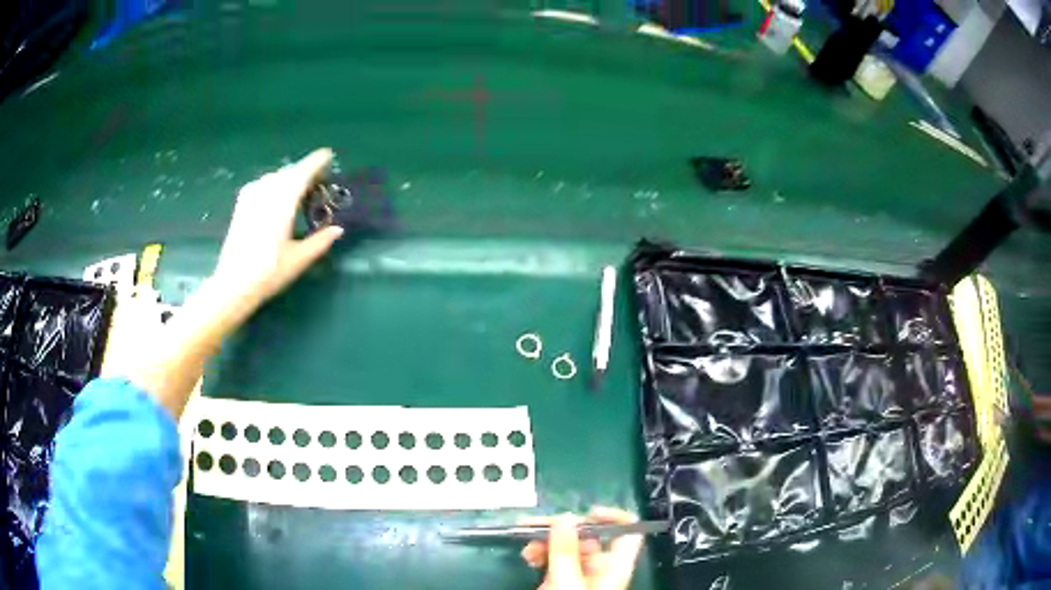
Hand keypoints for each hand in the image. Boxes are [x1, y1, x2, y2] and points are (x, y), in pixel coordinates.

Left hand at [212, 148, 343, 311]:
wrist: (233, 285)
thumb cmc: (269, 273)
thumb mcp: (299, 260)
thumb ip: (320, 241)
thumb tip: (338, 229)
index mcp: (283, 202)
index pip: (303, 172)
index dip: (316, 161)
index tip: (328, 155)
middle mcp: (267, 193)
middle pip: (289, 172)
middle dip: (305, 171)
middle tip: (319, 180)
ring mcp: (251, 197)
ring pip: (275, 177)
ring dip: (289, 178)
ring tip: (300, 189)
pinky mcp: (242, 206)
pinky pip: (262, 184)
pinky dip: (274, 184)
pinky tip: (277, 196)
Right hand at [521, 507, 643, 589]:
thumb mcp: (567, 584)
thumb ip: (566, 553)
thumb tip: (565, 517)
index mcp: (613, 568)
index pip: (627, 534)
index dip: (614, 518)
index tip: (587, 512)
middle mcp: (598, 569)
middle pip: (589, 537)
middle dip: (562, 528)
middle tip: (534, 526)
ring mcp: (578, 576)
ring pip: (566, 547)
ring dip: (546, 540)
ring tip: (526, 545)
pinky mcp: (558, 582)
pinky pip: (552, 560)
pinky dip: (540, 553)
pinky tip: (528, 555)